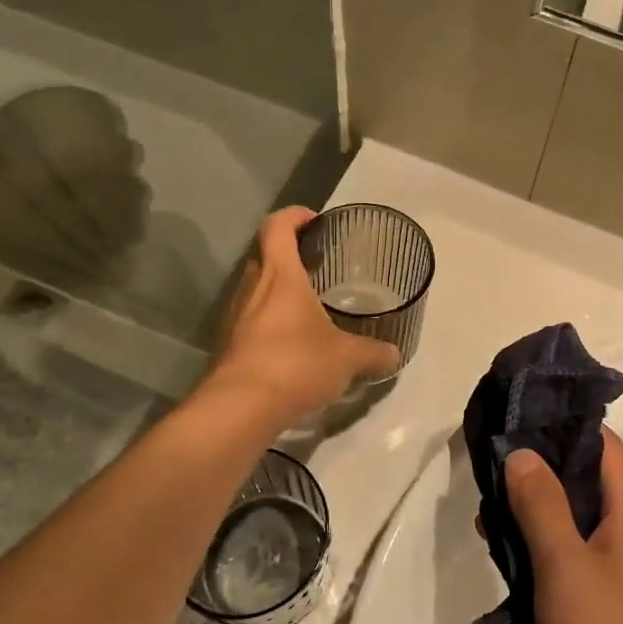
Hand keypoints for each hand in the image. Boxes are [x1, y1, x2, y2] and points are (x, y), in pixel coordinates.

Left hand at [206, 208, 398, 426]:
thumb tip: (395, 354)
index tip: (314, 220)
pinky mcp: (228, 345)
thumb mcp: (347, 358)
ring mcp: (234, 317)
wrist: (239, 408)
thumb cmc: (296, 364)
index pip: (277, 226)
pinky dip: (268, 320)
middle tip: (317, 263)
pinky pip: (249, 319)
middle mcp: (252, 287)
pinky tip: (289, 341)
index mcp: (280, 275)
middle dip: (287, 252)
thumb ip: (373, 353)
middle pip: (263, 254)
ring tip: (306, 303)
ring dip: (276, 288)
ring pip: (254, 288)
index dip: (294, 215)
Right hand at [503, 433, 622, 623]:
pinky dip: (543, 548)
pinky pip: (574, 557)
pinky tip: (508, 559)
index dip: (565, 428)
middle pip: (587, 482)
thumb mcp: (564, 563)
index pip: (604, 446)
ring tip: (488, 518)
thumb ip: (541, 503)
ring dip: (536, 513)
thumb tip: (523, 453)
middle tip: (491, 471)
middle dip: (540, 472)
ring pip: (576, 521)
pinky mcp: (609, 602)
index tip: (520, 421)